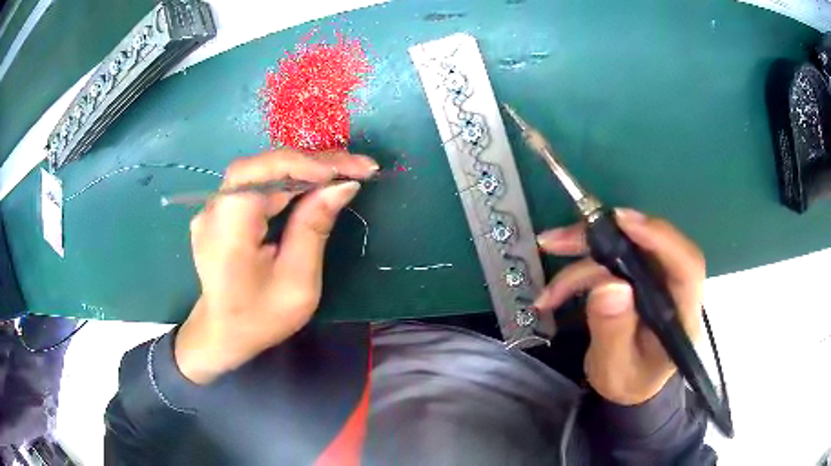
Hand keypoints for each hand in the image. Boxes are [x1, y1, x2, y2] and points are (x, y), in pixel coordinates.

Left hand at [174, 150, 377, 384]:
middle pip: (265, 166)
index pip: (263, 171)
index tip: (352, 170)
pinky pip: (258, 184)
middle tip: (359, 167)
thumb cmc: (260, 317)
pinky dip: (289, 180)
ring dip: (305, 169)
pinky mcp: (222, 210)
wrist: (223, 333)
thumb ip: (314, 228)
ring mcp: (215, 207)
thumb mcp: (297, 282)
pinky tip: (313, 184)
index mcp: (228, 227)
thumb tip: (343, 185)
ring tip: (344, 172)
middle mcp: (215, 208)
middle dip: (315, 163)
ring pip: (263, 171)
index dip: (308, 163)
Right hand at [534, 209, 703, 404]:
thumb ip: (613, 332)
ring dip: (583, 250)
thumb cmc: (629, 382)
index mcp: (682, 315)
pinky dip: (580, 267)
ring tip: (548, 251)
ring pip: (624, 249)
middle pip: (650, 246)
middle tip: (561, 239)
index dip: (660, 238)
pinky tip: (554, 288)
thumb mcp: (615, 368)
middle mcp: (674, 288)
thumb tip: (608, 286)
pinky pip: (611, 260)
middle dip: (603, 237)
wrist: (631, 384)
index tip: (622, 222)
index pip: (686, 266)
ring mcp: (657, 279)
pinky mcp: (639, 277)